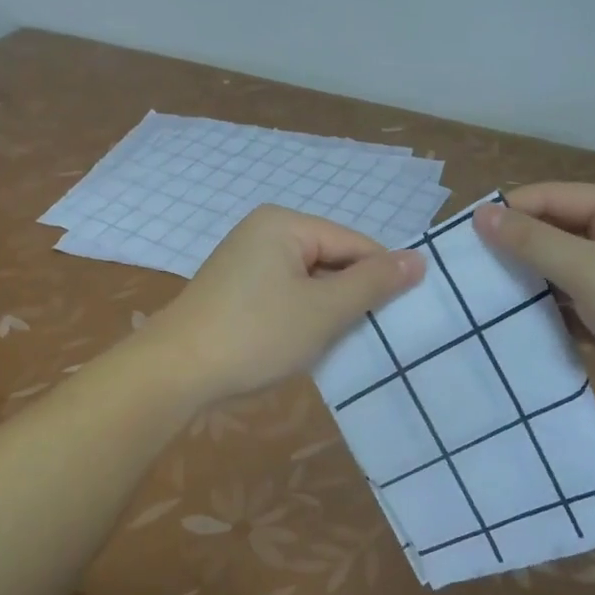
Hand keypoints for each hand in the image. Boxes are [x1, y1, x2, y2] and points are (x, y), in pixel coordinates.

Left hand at [149, 205, 424, 402]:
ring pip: (309, 281)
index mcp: (284, 223)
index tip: (402, 317)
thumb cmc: (256, 334)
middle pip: (331, 259)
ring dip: (326, 311)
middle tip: (371, 336)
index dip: (382, 278)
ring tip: (338, 343)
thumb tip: (418, 258)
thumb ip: (372, 283)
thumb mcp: (323, 310)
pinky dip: (301, 317)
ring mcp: (245, 260)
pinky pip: (284, 294)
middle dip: (350, 296)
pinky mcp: (235, 289)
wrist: (175, 371)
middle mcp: (263, 232)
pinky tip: (304, 344)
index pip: (354, 243)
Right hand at [473, 183, 594, 406]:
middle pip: (553, 234)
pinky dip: (547, 314)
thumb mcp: (590, 269)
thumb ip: (532, 241)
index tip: (458, 239)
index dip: (505, 213)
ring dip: (526, 285)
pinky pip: (573, 308)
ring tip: (475, 300)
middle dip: (512, 251)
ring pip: (560, 273)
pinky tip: (511, 327)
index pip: (548, 198)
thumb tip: (481, 215)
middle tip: (461, 273)